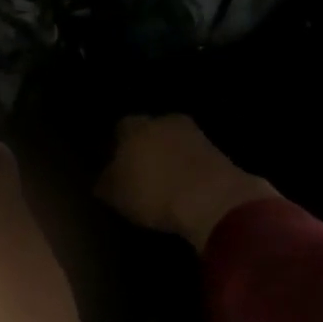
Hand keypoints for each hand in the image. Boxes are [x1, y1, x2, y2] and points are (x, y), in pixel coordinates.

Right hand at [96, 115, 277, 251]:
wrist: (213, 200)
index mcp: (135, 127)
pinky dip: (188, 170)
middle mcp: (165, 122)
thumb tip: (103, 179)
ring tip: (163, 184)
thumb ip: (106, 183)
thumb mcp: (116, 195)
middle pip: (150, 131)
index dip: (116, 147)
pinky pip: (194, 159)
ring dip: (169, 158)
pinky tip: (184, 190)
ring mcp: (195, 135)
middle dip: (144, 149)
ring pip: (174, 143)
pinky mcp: (219, 152)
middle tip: (138, 173)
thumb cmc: (154, 193)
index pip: (120, 129)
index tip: (114, 166)